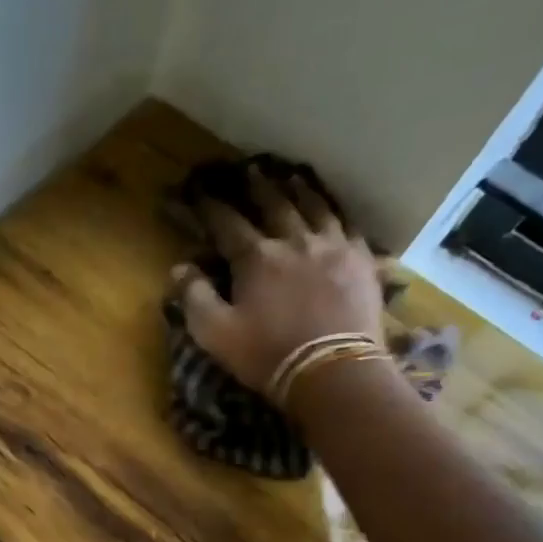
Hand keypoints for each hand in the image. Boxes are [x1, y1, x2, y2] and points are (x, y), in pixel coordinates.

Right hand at [176, 167, 385, 393]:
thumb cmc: (267, 354)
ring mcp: (333, 247)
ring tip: (292, 177)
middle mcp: (294, 240)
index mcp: (256, 258)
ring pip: (315, 207)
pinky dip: (337, 213)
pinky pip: (349, 226)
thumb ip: (194, 298)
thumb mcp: (215, 334)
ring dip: (300, 190)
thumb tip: (180, 268)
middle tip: (250, 170)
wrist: (332, 371)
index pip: (227, 223)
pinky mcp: (362, 261)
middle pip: (275, 204)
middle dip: (258, 187)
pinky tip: (334, 211)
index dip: (210, 207)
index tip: (198, 192)